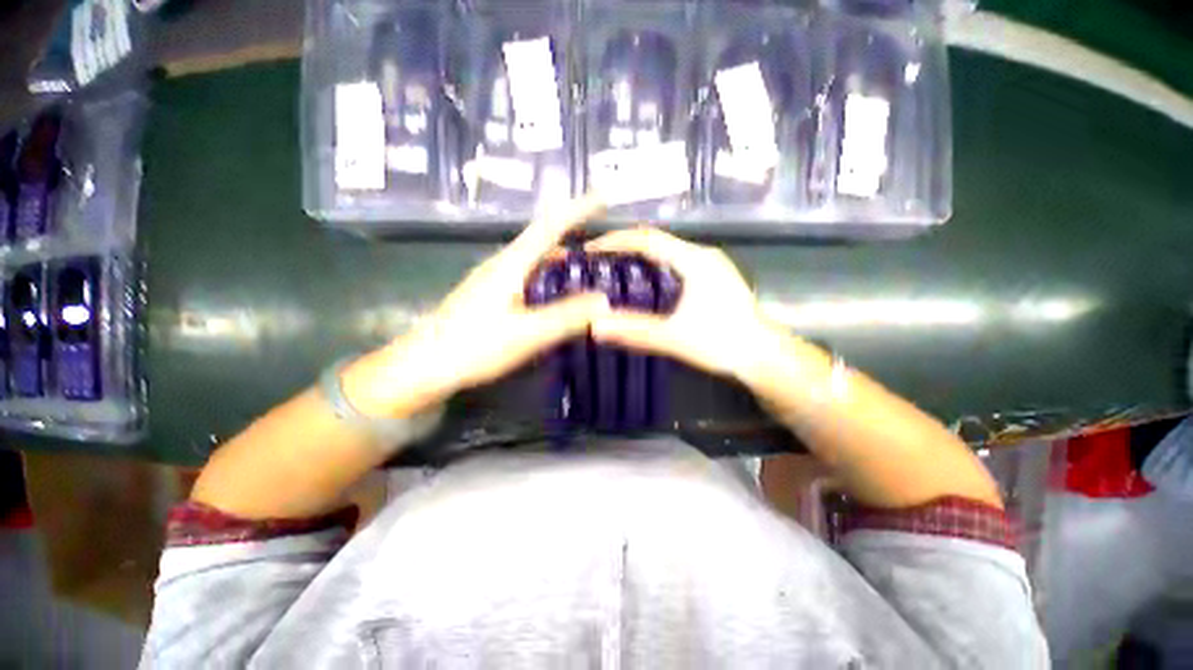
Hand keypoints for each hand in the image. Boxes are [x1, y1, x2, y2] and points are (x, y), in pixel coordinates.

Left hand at [344, 196, 610, 416]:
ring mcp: (495, 281)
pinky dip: (550, 279)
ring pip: (536, 260)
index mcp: (511, 264)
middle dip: (574, 233)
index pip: (550, 226)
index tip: (603, 196)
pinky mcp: (492, 297)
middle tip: (606, 245)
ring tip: (590, 268)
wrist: (422, 367)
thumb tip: (605, 300)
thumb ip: (565, 317)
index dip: (579, 209)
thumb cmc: (472, 346)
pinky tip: (559, 295)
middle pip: (543, 239)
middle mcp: (503, 264)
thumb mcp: (526, 334)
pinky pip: (529, 278)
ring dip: (563, 258)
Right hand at [586, 228, 782, 381]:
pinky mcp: (713, 278)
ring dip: (639, 257)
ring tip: (614, 271)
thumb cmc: (723, 342)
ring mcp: (710, 266)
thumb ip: (635, 331)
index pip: (647, 238)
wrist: (764, 355)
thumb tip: (594, 325)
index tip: (591, 250)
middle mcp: (702, 255)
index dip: (616, 240)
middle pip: (656, 241)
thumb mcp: (675, 337)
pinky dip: (654, 268)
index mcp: (694, 260)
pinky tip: (643, 285)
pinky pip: (675, 263)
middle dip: (625, 247)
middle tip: (598, 262)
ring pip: (667, 252)